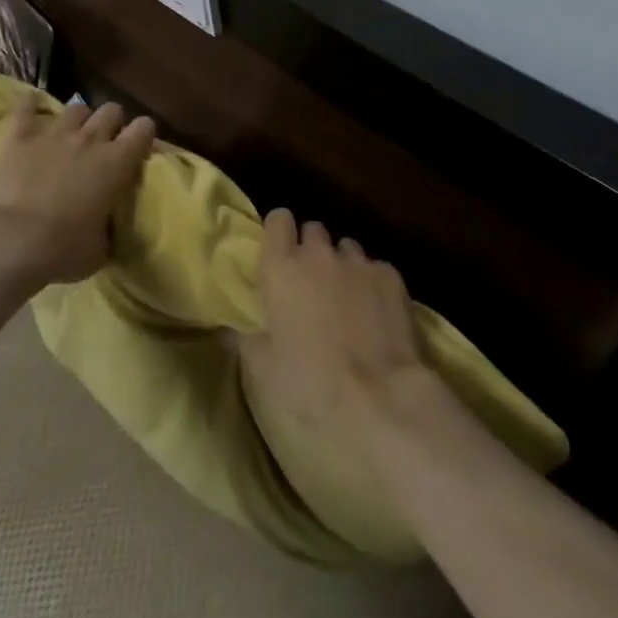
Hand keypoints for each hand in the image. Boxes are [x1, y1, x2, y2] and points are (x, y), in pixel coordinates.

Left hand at [0, 94, 154, 286]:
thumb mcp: (100, 249)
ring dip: (77, 120)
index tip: (137, 147)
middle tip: (103, 143)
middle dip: (111, 123)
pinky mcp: (20, 135)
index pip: (144, 128)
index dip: (143, 134)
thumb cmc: (62, 251)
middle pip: (111, 110)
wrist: (10, 243)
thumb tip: (108, 226)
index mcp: (117, 163)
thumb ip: (109, 228)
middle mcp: (90, 139)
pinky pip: (27, 107)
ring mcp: (54, 133)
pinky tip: (31, 107)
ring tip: (69, 135)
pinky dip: (31, 106)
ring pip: (76, 107)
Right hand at [241, 209, 433, 437]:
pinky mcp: (391, 276)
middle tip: (311, 284)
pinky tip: (377, 313)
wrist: (381, 398)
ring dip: (342, 266)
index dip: (279, 232)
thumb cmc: (311, 384)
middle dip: (311, 250)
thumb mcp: (264, 370)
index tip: (280, 252)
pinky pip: (375, 268)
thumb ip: (244, 339)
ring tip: (347, 300)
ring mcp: (358, 262)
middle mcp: (319, 254)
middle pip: (313, 231)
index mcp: (282, 268)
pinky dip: (372, 284)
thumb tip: (226, 328)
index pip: (278, 219)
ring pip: (346, 249)